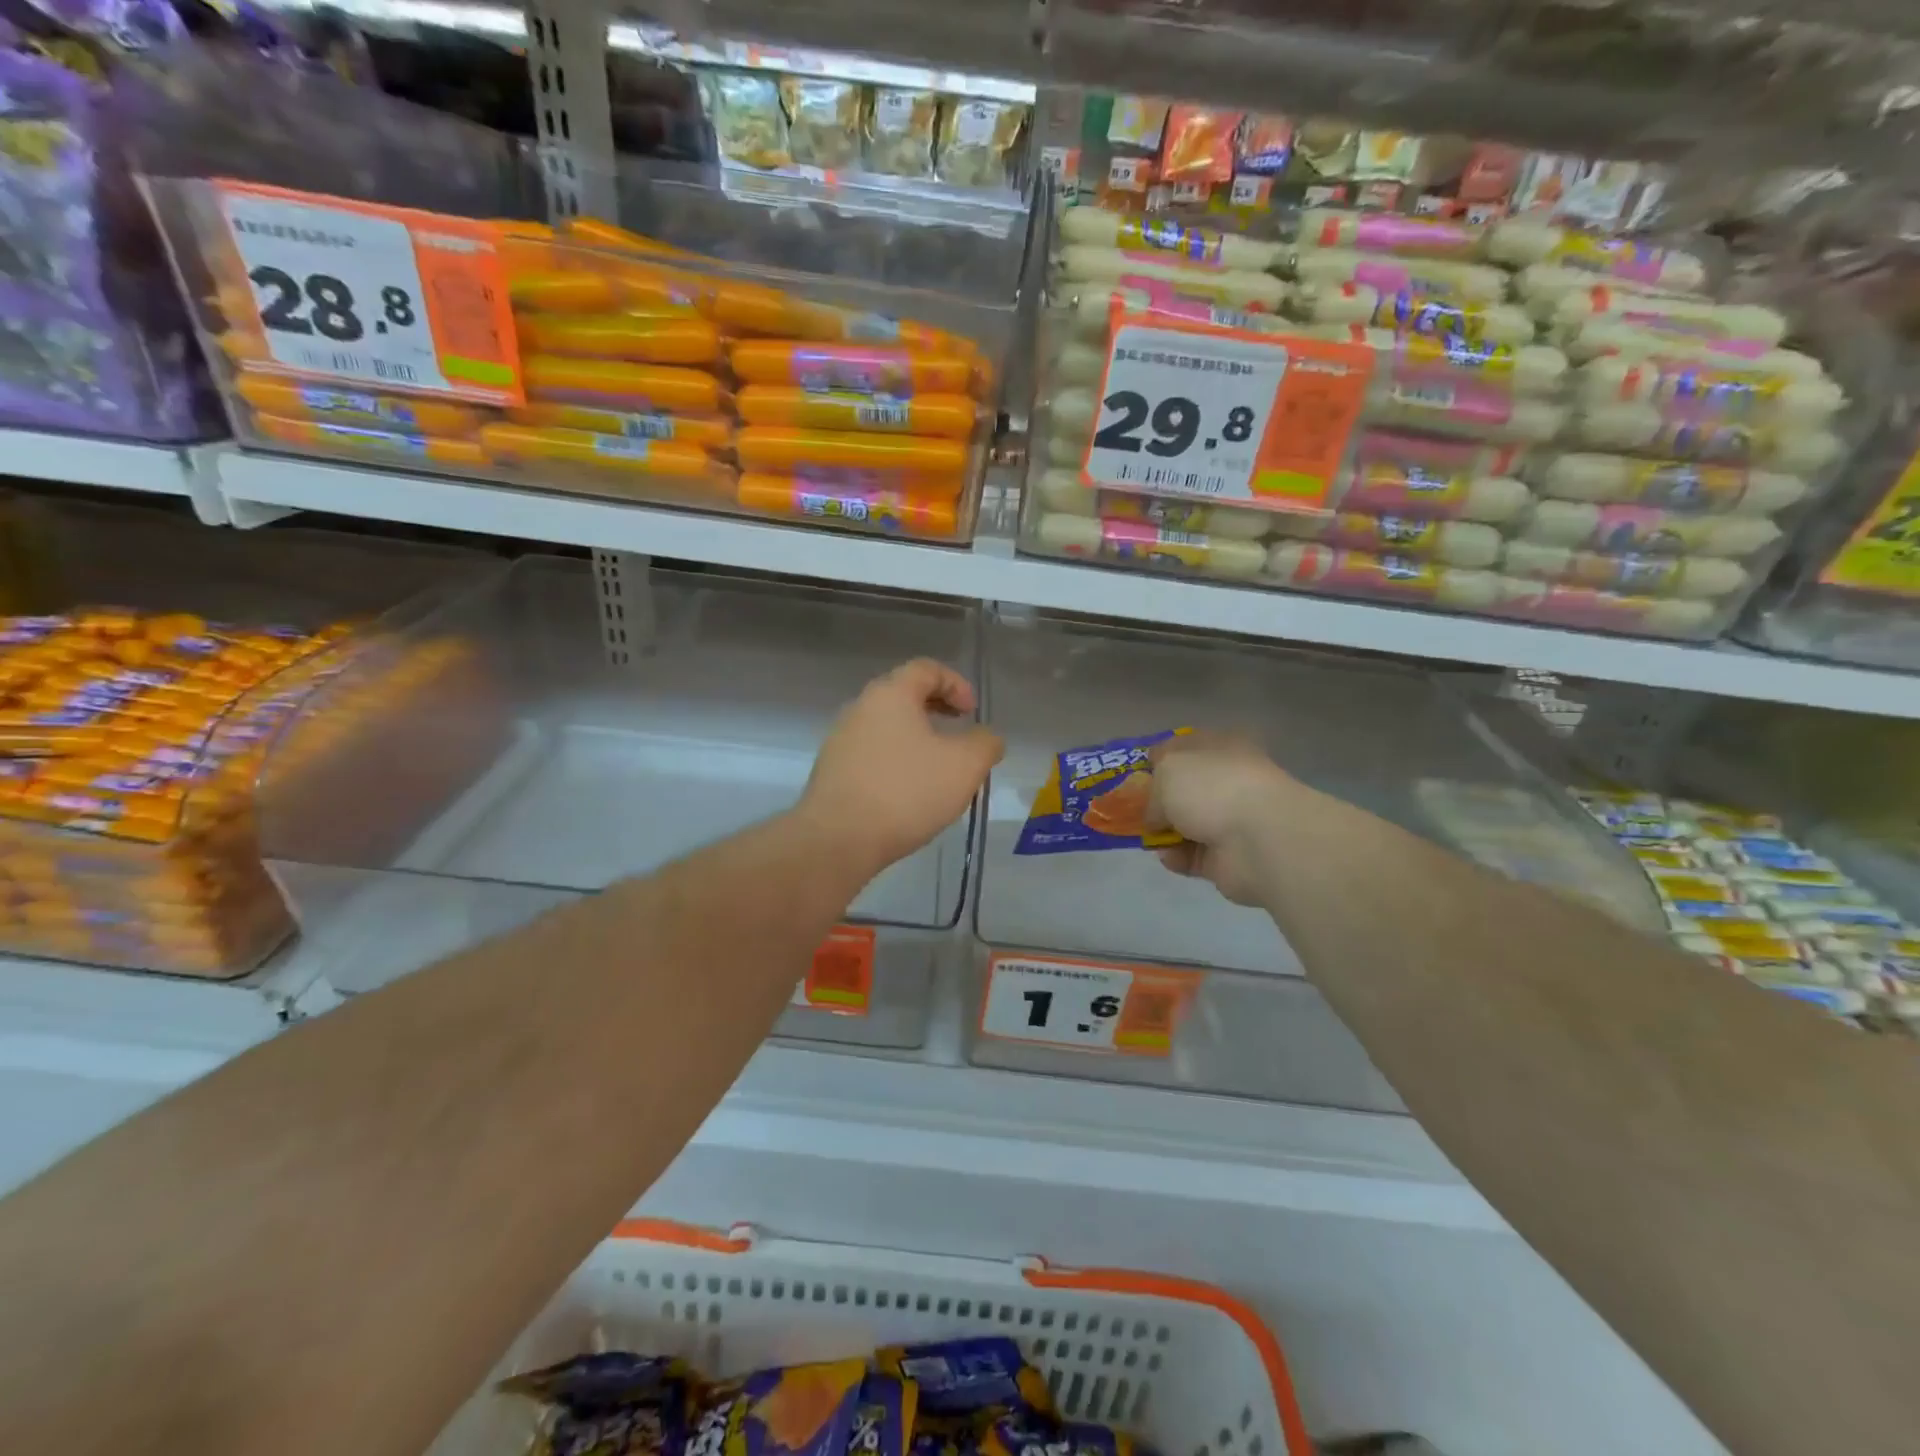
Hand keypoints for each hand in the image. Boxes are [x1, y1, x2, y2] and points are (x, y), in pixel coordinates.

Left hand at [797, 658, 1003, 880]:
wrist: (838, 839)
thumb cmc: (906, 792)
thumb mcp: (965, 766)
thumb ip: (985, 744)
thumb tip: (986, 738)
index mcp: (891, 694)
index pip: (926, 669)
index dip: (956, 684)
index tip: (972, 713)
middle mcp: (860, 707)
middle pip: (903, 694)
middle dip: (936, 709)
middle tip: (959, 732)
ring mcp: (840, 739)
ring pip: (886, 726)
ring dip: (916, 737)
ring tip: (937, 766)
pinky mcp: (832, 771)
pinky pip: (872, 753)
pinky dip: (896, 760)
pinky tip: (909, 791)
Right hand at [1147, 731, 1296, 906]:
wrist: (1257, 840)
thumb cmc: (1212, 788)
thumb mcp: (1168, 770)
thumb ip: (1152, 789)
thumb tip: (1155, 815)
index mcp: (1222, 747)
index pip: (1186, 746)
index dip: (1159, 757)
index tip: (1136, 772)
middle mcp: (1229, 781)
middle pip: (1185, 789)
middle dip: (1158, 800)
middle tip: (1131, 808)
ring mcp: (1231, 821)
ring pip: (1187, 823)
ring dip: (1164, 831)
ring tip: (1145, 836)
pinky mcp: (1228, 857)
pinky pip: (1192, 856)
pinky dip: (1177, 857)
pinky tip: (1169, 855)